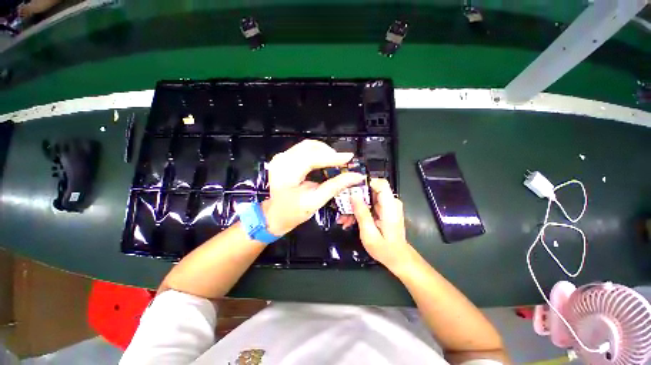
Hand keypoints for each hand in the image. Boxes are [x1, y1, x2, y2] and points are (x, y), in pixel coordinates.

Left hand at [262, 139, 364, 236]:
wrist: (274, 216)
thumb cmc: (292, 213)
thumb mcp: (315, 201)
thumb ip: (335, 186)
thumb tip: (355, 176)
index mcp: (287, 173)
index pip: (312, 158)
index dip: (332, 157)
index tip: (349, 157)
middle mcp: (282, 160)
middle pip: (310, 147)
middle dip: (329, 152)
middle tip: (342, 162)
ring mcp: (281, 157)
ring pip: (307, 146)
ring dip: (324, 152)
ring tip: (334, 162)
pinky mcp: (284, 158)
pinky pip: (303, 150)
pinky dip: (317, 153)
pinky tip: (324, 161)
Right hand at [351, 178, 411, 269]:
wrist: (398, 258)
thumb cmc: (385, 249)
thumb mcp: (369, 234)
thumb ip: (362, 213)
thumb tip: (353, 195)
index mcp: (390, 206)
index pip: (380, 183)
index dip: (365, 183)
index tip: (351, 190)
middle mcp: (390, 202)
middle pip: (370, 190)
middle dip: (355, 198)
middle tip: (343, 209)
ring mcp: (387, 206)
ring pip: (367, 198)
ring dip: (355, 206)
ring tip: (345, 219)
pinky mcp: (383, 210)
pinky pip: (369, 205)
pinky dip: (359, 211)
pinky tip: (350, 221)